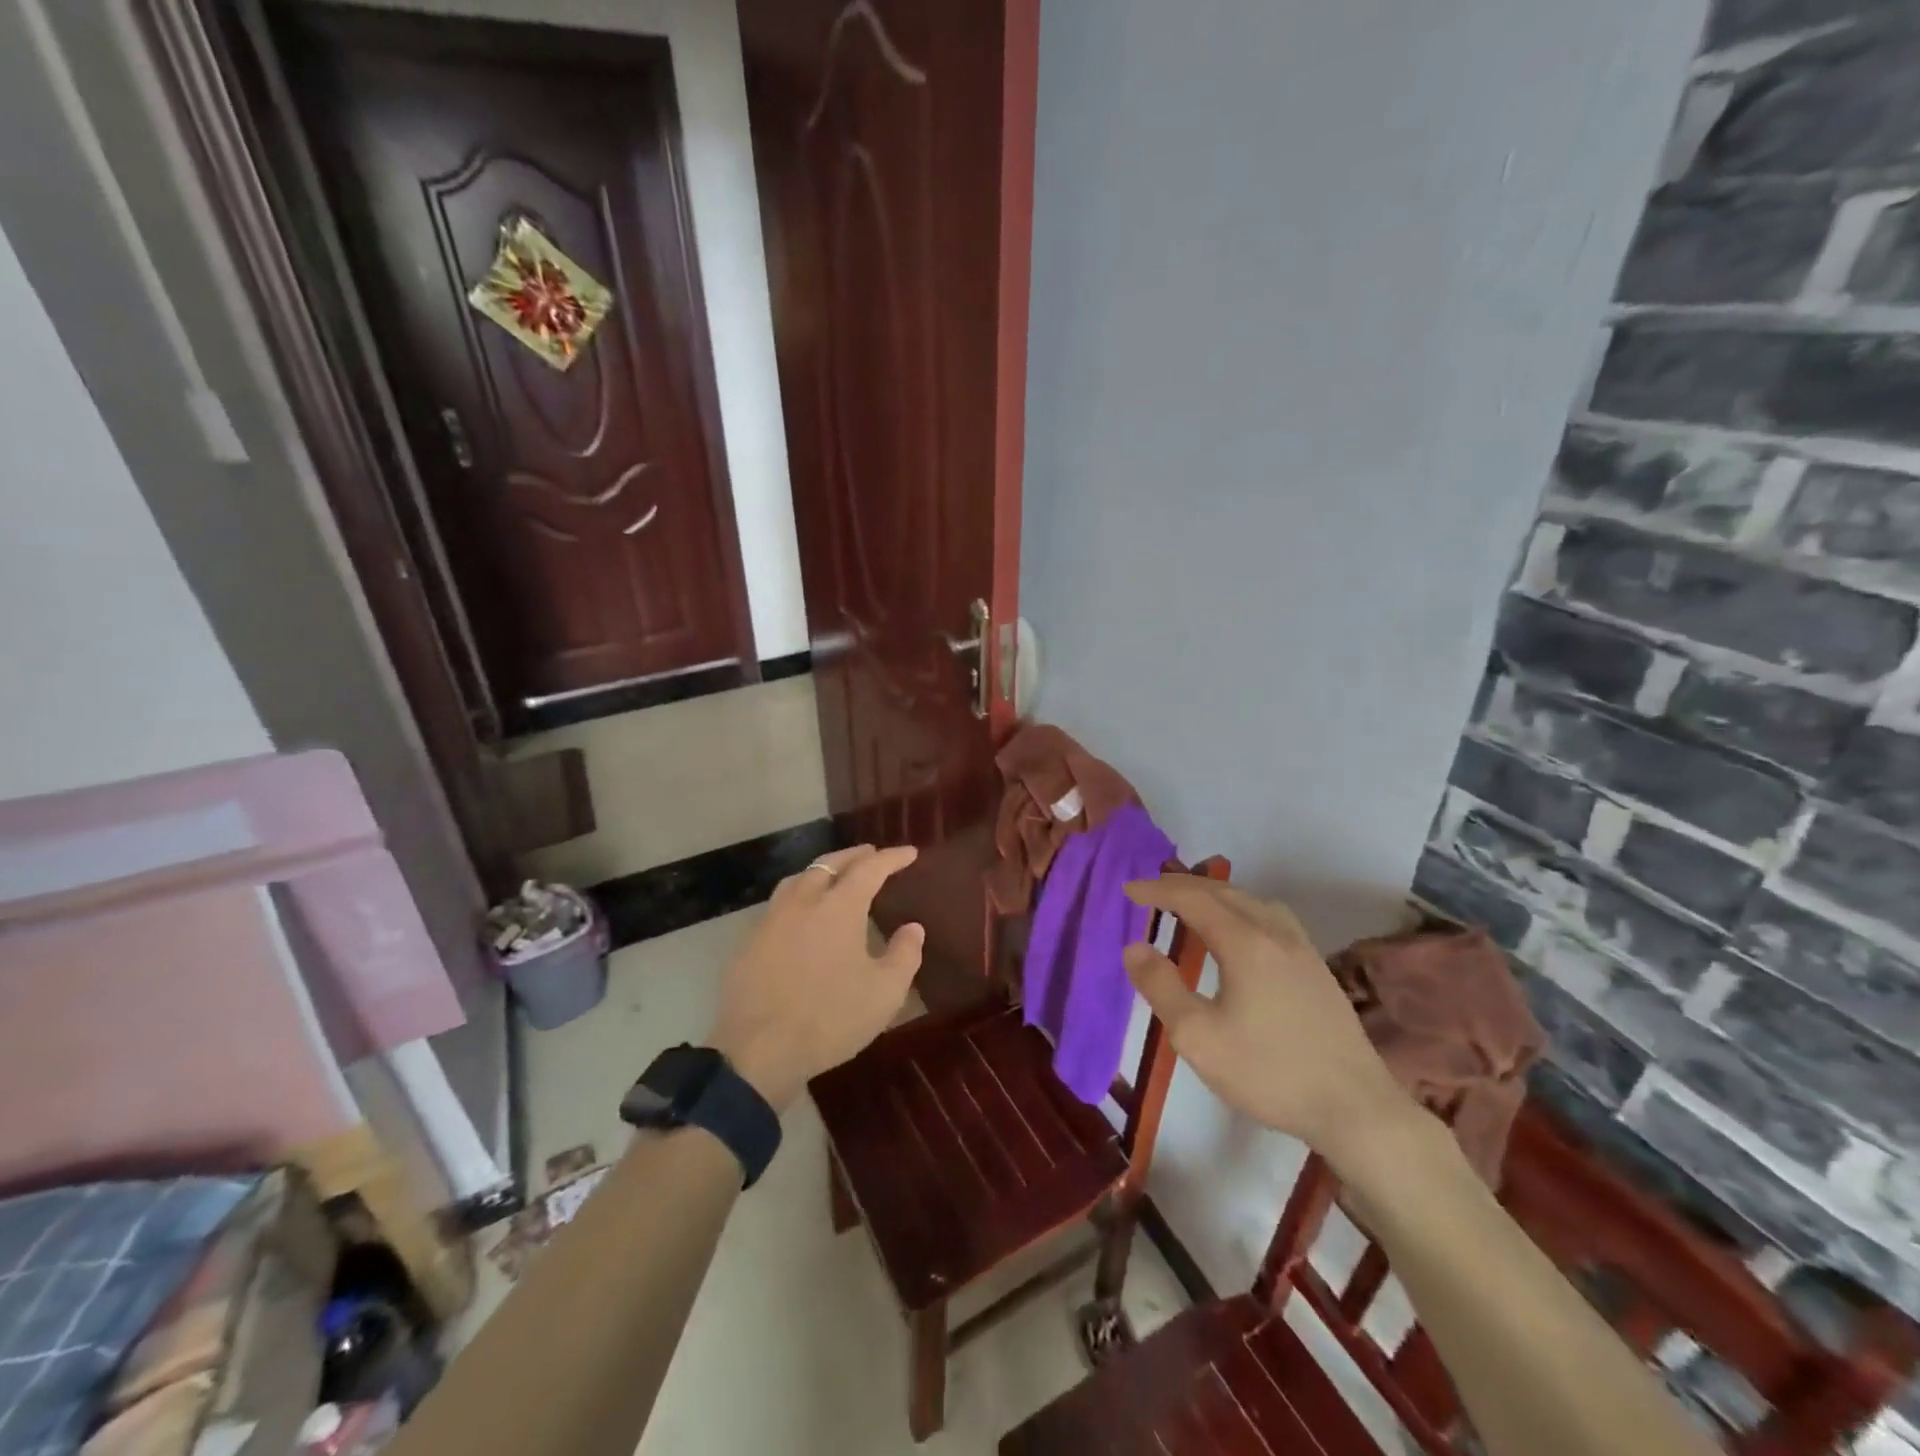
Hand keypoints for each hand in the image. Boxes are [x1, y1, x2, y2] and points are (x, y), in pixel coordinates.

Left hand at [707, 844, 924, 1111]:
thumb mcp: (884, 993)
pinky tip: (801, 916)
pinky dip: (798, 898)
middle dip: (855, 856)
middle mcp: (803, 902)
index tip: (909, 852)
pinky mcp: (749, 943)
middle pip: (830, 864)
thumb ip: (904, 955)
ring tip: (834, 876)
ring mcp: (771, 920)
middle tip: (872, 854)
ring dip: (822, 870)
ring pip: (798, 879)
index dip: (892, 858)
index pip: (870, 869)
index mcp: (839, 907)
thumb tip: (912, 928)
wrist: (758, 1051)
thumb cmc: (830, 1018)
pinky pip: (778, 906)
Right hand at [1123, 874, 1418, 1164]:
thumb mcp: (1198, 1037)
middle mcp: (1275, 932)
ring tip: (1191, 905)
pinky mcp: (1317, 968)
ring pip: (1251, 901)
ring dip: (1214, 894)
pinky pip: (1271, 917)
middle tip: (1151, 892)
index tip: (1128, 891)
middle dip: (1183, 886)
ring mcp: (1302, 948)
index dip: (1157, 891)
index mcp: (1244, 942)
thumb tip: (1134, 947)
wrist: (1356, 1109)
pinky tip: (1240, 934)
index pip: (1192, 899)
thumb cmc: (1269, 1072)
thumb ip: (1160, 987)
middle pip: (1223, 891)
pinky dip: (1241, 909)